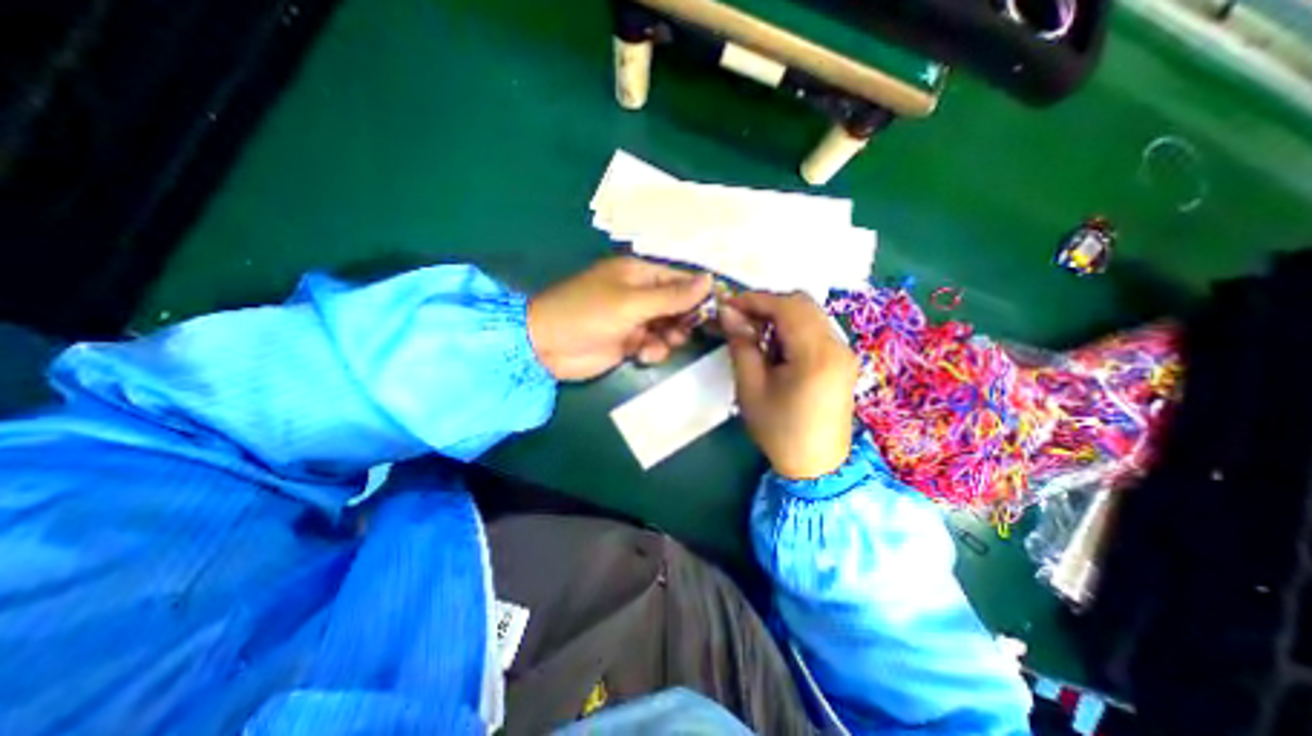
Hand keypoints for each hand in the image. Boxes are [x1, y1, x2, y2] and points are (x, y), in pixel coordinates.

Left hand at [526, 257, 713, 382]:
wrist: (546, 347)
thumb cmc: (586, 314)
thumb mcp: (631, 303)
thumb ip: (671, 296)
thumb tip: (709, 280)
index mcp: (640, 274)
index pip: (682, 279)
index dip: (701, 294)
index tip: (721, 311)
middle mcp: (641, 294)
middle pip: (679, 305)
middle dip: (683, 320)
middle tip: (680, 332)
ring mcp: (635, 318)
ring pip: (669, 328)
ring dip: (668, 338)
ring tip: (655, 345)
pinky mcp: (629, 341)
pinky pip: (654, 344)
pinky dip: (653, 351)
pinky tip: (640, 355)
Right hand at [715, 292, 863, 480]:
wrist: (816, 465)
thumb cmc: (779, 430)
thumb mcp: (751, 387)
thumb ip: (741, 344)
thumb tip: (728, 312)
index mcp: (816, 354)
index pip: (786, 307)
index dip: (754, 300)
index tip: (727, 305)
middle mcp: (837, 345)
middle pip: (802, 304)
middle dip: (768, 304)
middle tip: (740, 319)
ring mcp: (844, 351)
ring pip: (810, 314)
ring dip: (781, 315)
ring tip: (755, 333)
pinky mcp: (843, 360)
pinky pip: (817, 329)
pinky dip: (793, 328)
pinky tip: (777, 346)